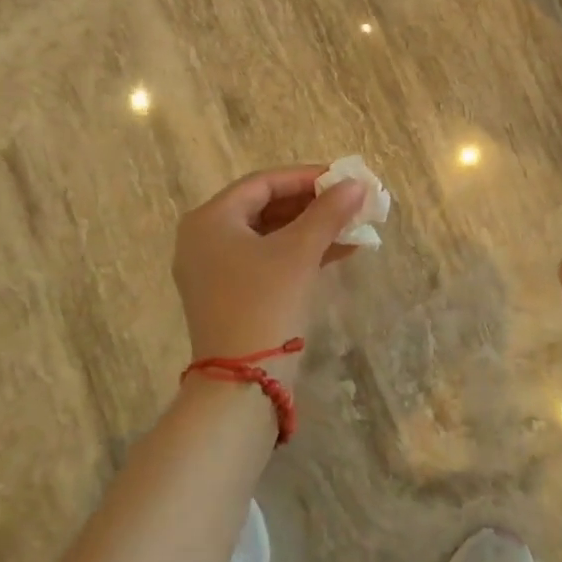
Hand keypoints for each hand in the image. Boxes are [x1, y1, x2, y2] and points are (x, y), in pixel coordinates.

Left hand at [172, 165, 366, 382]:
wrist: (241, 384)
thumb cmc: (265, 304)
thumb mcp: (299, 253)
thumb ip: (328, 213)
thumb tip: (357, 184)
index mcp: (211, 219)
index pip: (263, 183)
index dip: (306, 177)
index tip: (343, 179)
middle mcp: (204, 238)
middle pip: (264, 207)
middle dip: (312, 205)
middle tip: (350, 202)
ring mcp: (214, 269)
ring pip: (269, 235)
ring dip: (310, 230)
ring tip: (353, 226)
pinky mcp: (229, 294)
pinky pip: (266, 260)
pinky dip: (299, 253)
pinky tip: (340, 252)